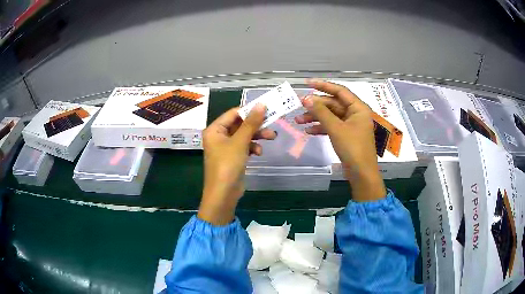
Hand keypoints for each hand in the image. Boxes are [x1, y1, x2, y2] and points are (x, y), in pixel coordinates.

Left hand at [198, 104, 276, 224]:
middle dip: (256, 125)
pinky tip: (259, 152)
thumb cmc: (228, 165)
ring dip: (257, 136)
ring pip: (244, 135)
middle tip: (272, 123)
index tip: (267, 109)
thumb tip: (261, 104)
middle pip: (240, 124)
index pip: (234, 113)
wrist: (223, 194)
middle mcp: (219, 136)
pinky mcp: (233, 157)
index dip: (250, 110)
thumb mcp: (240, 142)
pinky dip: (252, 147)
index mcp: (215, 129)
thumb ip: (251, 123)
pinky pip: (244, 146)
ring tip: (271, 137)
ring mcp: (226, 147)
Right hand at [295, 80, 385, 201]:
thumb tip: (306, 98)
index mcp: (358, 108)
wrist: (361, 174)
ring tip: (298, 121)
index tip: (307, 83)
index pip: (340, 91)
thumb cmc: (353, 148)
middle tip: (299, 106)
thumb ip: (321, 112)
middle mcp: (355, 114)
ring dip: (316, 118)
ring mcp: (351, 125)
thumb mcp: (336, 128)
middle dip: (316, 106)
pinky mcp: (346, 135)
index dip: (323, 85)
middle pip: (333, 104)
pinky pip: (332, 127)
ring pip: (331, 116)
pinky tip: (308, 131)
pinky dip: (321, 128)